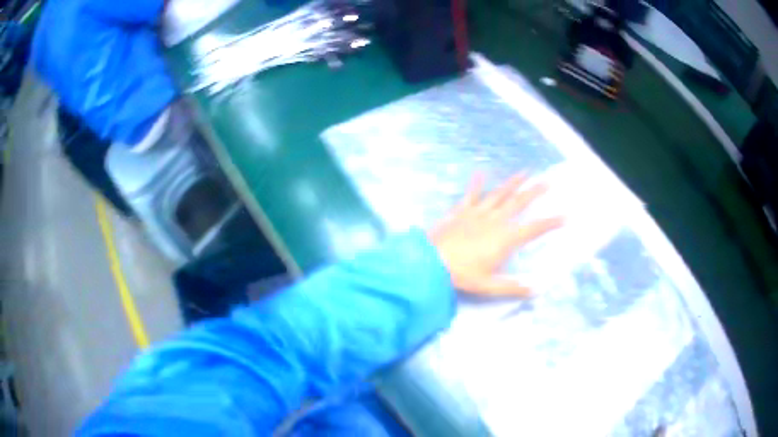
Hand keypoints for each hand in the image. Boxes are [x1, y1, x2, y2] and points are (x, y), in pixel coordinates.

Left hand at [428, 172, 562, 296]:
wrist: (430, 261)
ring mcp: (478, 213)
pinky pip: (471, 194)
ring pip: (500, 194)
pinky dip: (476, 183)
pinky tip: (480, 172)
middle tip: (548, 181)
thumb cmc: (461, 275)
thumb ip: (513, 288)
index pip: (534, 228)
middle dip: (535, 191)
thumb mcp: (489, 286)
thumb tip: (535, 290)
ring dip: (513, 182)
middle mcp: (495, 221)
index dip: (551, 222)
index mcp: (505, 239)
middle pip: (519, 203)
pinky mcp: (461, 210)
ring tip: (525, 172)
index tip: (565, 216)